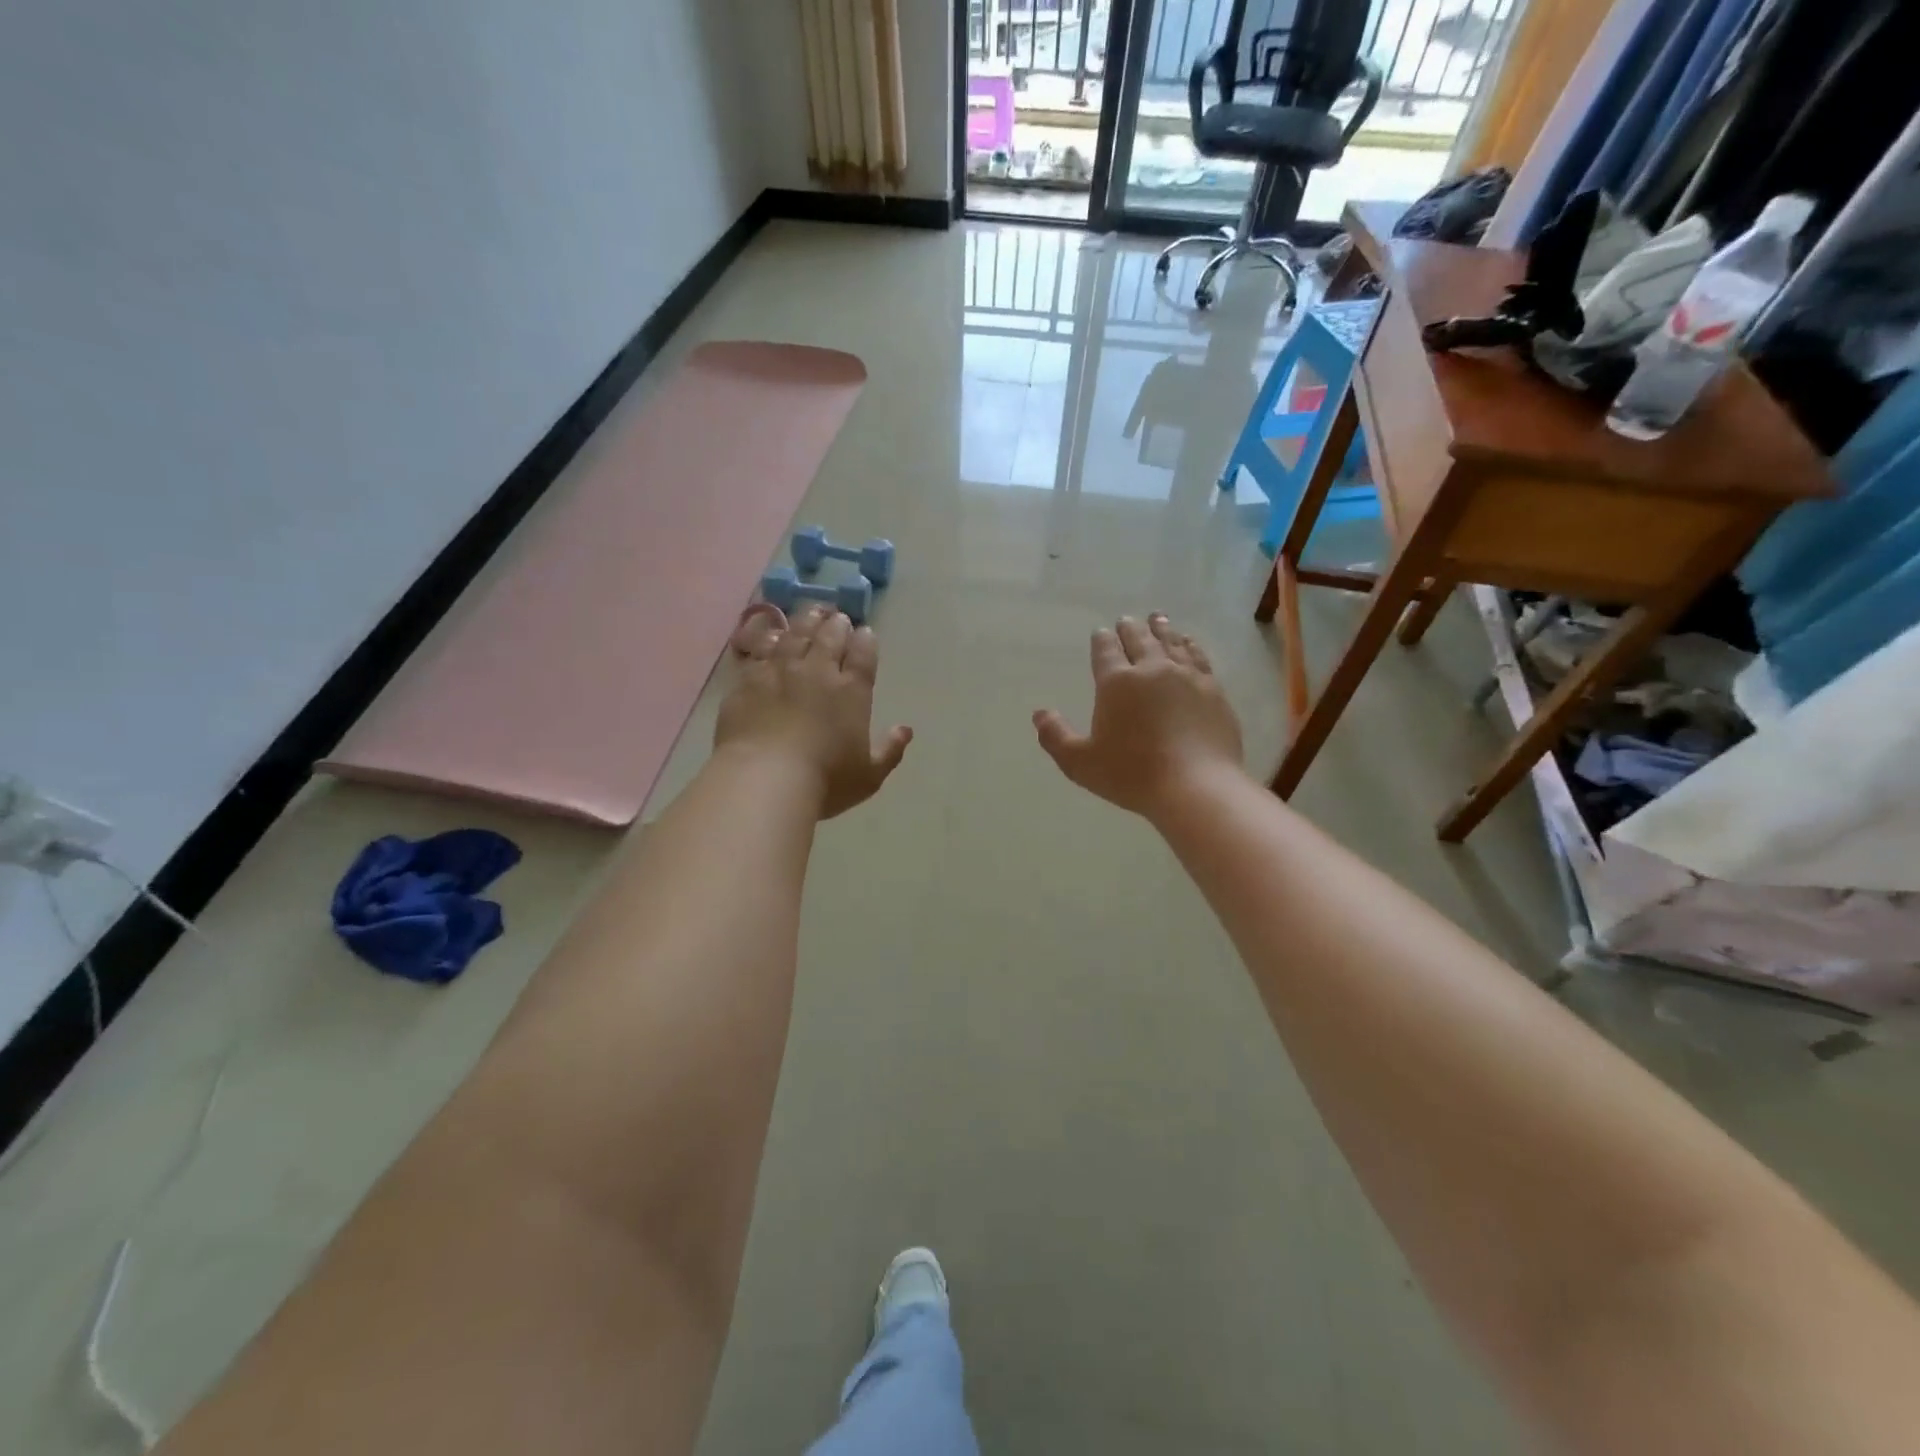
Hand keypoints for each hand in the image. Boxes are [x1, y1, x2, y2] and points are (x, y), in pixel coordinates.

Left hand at [714, 606, 912, 818]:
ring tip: (811, 613)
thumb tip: (906, 730)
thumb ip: (890, 750)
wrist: (764, 779)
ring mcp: (780, 671)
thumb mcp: (869, 775)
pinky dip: (770, 637)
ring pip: (795, 634)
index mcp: (852, 691)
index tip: (865, 633)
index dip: (865, 640)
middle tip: (838, 619)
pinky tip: (773, 634)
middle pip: (829, 636)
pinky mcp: (748, 679)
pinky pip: (761, 648)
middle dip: (837, 624)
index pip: (863, 653)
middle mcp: (818, 671)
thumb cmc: (825, 781)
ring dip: (806, 621)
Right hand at [1034, 613, 1244, 819]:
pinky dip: (1190, 645)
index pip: (1105, 651)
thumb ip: (1056, 736)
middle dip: (1130, 628)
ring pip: (1171, 643)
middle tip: (1126, 620)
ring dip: (1161, 629)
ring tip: (1157, 619)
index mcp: (1117, 682)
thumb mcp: (1080, 763)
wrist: (1196, 786)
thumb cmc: (1132, 774)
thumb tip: (1039, 714)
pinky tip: (1189, 643)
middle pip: (1139, 639)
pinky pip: (1199, 657)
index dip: (1101, 640)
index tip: (1100, 632)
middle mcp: (1152, 670)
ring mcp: (1186, 677)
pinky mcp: (1213, 690)